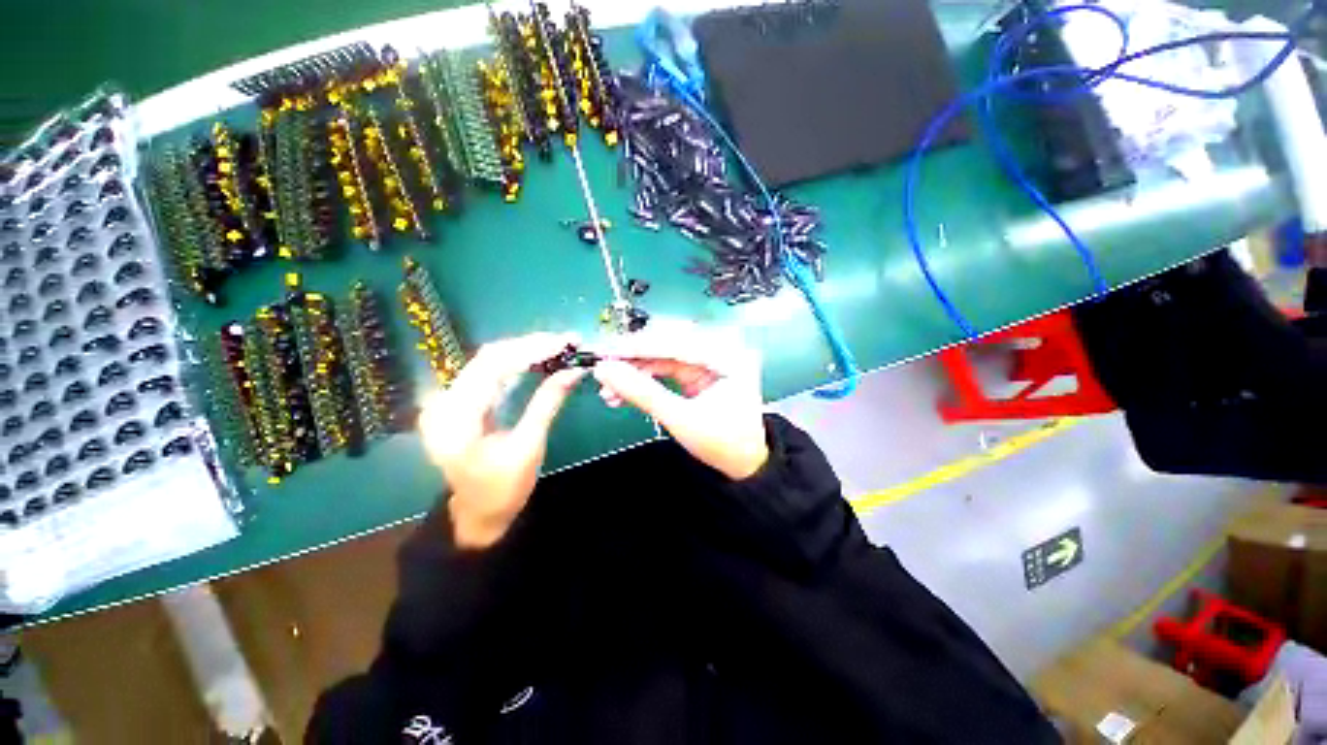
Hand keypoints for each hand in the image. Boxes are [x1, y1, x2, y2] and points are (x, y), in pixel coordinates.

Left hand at [419, 333, 585, 548]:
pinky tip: (538, 358)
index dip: (531, 349)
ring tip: (558, 346)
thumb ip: (548, 403)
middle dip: (531, 345)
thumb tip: (574, 371)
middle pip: (488, 357)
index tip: (565, 341)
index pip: (493, 366)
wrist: (477, 513)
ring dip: (525, 351)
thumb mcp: (530, 446)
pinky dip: (516, 363)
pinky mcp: (457, 401)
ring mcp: (447, 400)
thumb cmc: (504, 488)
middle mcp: (443, 402)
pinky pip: (488, 372)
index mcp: (456, 418)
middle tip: (567, 341)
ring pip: (488, 361)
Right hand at [591, 322, 768, 480]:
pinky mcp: (696, 370)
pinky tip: (623, 390)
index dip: (636, 347)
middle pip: (666, 343)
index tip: (606, 352)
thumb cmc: (722, 444)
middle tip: (604, 370)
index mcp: (727, 355)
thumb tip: (606, 371)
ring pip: (661, 355)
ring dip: (634, 370)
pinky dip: (643, 377)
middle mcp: (719, 349)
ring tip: (608, 388)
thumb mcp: (681, 419)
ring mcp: (707, 359)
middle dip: (633, 359)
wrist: (743, 463)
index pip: (675, 342)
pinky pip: (663, 367)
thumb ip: (642, 392)